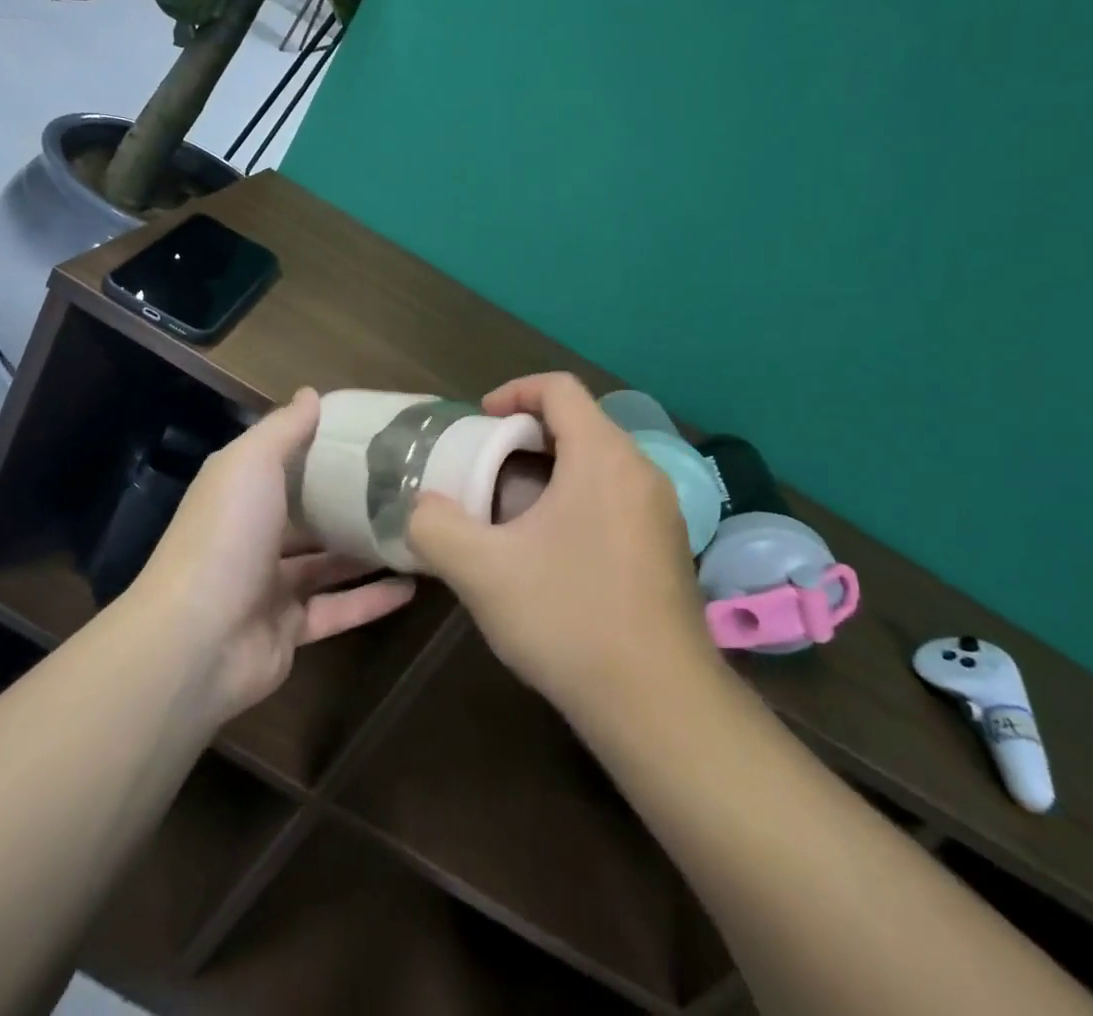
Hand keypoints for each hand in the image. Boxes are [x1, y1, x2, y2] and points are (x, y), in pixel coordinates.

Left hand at [134, 388, 416, 727]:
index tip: (369, 435)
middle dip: (349, 502)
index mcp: (240, 493)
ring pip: (327, 564)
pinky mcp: (290, 631)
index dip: (321, 448)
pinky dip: (373, 600)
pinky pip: (338, 610)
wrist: (196, 641)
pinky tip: (413, 585)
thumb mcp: (252, 463)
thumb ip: (284, 429)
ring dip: (367, 550)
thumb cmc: (227, 535)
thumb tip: (310, 393)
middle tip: (403, 485)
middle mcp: (253, 536)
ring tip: (416, 529)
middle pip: (308, 515)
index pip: (283, 463)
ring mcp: (270, 587)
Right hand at [405, 373, 717, 721]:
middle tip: (489, 469)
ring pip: (601, 462)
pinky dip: (581, 498)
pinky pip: (619, 495)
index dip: (515, 392)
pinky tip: (556, 551)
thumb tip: (423, 507)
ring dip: (555, 470)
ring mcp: (662, 510)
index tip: (481, 422)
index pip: (560, 388)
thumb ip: (436, 528)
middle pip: (581, 422)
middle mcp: (641, 470)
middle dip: (529, 435)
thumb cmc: (569, 619)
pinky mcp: (669, 545)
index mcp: (603, 456)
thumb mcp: (482, 572)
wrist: (658, 703)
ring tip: (516, 511)